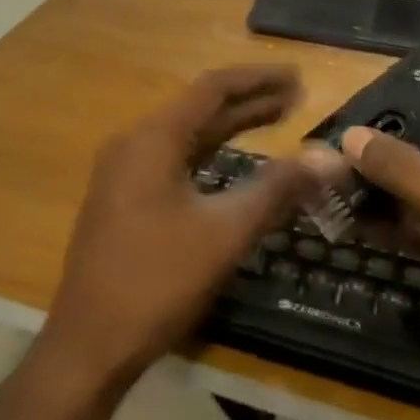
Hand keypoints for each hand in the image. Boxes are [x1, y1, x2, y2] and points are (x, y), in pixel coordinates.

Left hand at [40, 66, 326, 388]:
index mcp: (152, 138)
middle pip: (199, 109)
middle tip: (297, 98)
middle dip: (249, 102)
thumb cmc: (157, 280)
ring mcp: (124, 171)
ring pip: (186, 136)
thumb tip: (330, 160)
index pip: (212, 89)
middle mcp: (134, 143)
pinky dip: (208, 154)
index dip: (257, 80)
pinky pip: (174, 160)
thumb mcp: (224, 233)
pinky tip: (233, 162)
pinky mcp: (123, 198)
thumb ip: (277, 190)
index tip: (298, 77)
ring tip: (276, 118)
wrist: (89, 342)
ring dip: (230, 127)